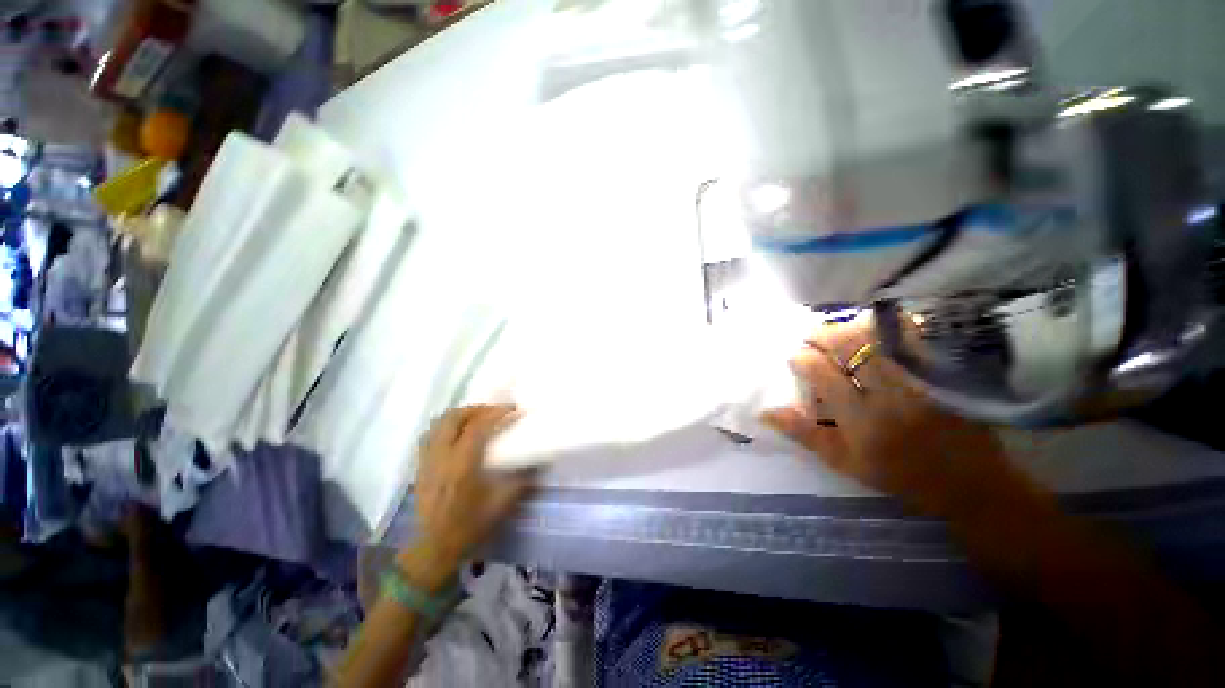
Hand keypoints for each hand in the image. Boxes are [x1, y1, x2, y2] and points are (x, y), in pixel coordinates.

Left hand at [413, 405, 532, 561]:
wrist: (434, 547)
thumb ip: (522, 478)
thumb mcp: (502, 503)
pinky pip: (431, 434)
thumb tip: (540, 459)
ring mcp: (428, 459)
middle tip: (497, 411)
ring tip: (479, 418)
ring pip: (440, 423)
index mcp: (462, 464)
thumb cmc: (470, 525)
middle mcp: (442, 456)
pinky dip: (447, 425)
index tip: (516, 411)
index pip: (479, 427)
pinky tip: (459, 433)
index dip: (498, 414)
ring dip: (461, 414)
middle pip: (455, 417)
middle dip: (478, 409)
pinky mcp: (421, 465)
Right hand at [762, 314, 1008, 514]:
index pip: (822, 373)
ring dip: (851, 327)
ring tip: (839, 331)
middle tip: (811, 336)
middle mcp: (889, 394)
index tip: (795, 356)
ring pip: (879, 336)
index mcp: (861, 420)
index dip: (802, 358)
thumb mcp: (843, 462)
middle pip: (849, 346)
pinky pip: (915, 336)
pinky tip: (877, 327)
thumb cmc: (897, 474)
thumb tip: (765, 412)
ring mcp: (920, 378)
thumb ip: (803, 434)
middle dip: (822, 334)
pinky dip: (892, 325)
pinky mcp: (944, 371)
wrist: (969, 483)